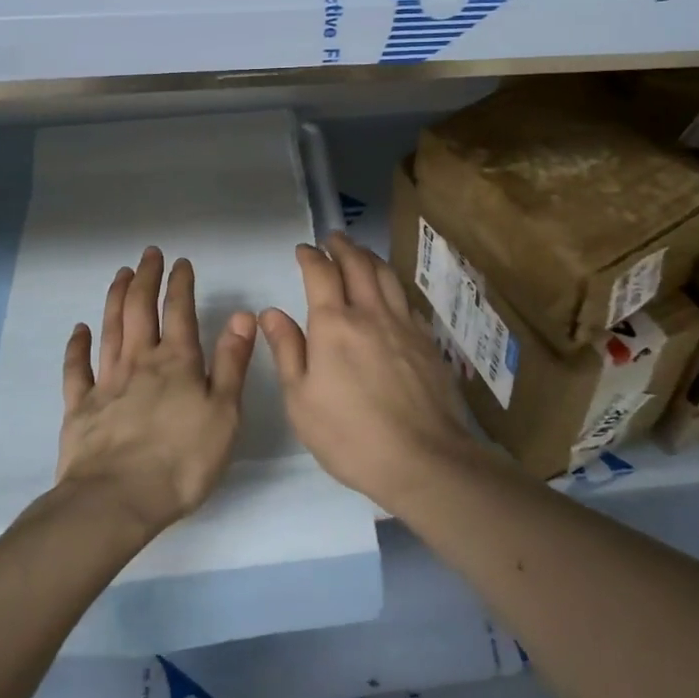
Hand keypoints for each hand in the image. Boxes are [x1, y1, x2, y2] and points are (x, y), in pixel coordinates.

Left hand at [58, 247, 253, 538]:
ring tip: (120, 274)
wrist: (117, 500)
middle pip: (139, 309)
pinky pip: (76, 369)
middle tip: (148, 254)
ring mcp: (106, 383)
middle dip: (145, 278)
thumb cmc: (182, 460)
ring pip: (110, 329)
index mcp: (177, 362)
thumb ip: (232, 363)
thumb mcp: (224, 413)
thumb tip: (242, 316)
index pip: (179, 311)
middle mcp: (140, 362)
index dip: (180, 283)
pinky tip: (79, 329)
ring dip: (115, 298)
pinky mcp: (80, 408)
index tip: (181, 261)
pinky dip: (77, 346)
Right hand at [259, 232, 485, 511]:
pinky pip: (406, 300)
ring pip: (387, 276)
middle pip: (358, 264)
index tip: (303, 249)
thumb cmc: (350, 435)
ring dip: (370, 258)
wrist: (424, 459)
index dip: (310, 256)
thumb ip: (287, 350)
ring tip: (361, 254)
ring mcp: (404, 325)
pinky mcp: (427, 342)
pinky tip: (391, 295)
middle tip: (333, 238)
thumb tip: (271, 313)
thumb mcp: (301, 401)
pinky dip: (393, 287)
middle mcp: (370, 313)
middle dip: (343, 246)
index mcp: (334, 324)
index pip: (321, 273)